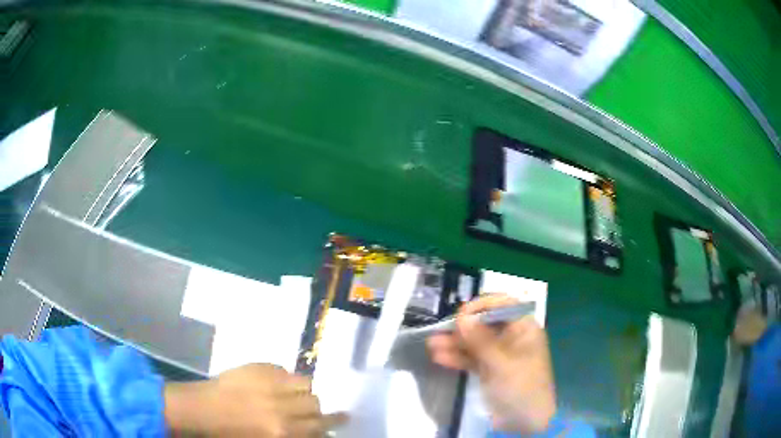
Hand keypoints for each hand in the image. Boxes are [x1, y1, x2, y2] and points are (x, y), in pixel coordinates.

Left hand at [164, 363, 346, 436]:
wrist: (202, 410)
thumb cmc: (230, 434)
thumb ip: (293, 433)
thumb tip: (313, 428)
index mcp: (284, 431)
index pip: (321, 424)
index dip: (335, 421)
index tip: (343, 417)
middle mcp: (282, 408)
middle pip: (315, 403)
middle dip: (316, 407)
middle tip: (310, 408)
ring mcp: (270, 384)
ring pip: (305, 383)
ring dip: (303, 389)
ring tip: (293, 393)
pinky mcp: (259, 368)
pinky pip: (284, 370)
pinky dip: (285, 377)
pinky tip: (275, 382)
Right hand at [426, 294, 555, 433]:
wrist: (525, 422)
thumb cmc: (521, 387)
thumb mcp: (501, 363)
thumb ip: (481, 340)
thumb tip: (462, 317)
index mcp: (524, 329)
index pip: (504, 305)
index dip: (482, 306)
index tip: (460, 314)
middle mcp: (512, 338)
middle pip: (486, 324)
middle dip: (463, 327)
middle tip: (441, 330)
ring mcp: (499, 355)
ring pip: (475, 342)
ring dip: (455, 343)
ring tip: (431, 344)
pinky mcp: (489, 370)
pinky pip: (472, 359)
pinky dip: (457, 358)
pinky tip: (439, 357)